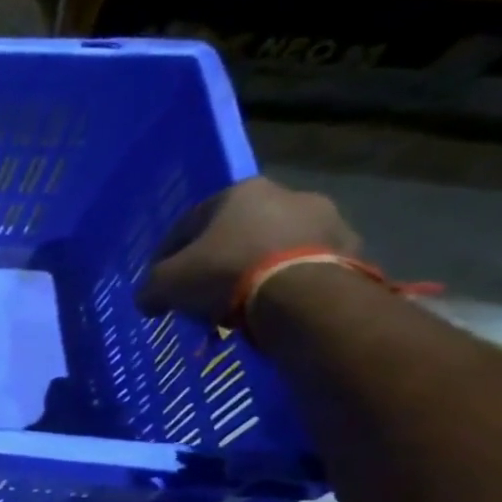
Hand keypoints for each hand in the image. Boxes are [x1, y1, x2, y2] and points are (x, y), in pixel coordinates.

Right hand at [135, 176, 360, 325]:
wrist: (302, 296)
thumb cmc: (225, 273)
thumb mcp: (166, 283)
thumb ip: (151, 287)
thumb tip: (148, 299)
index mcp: (242, 191)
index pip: (191, 221)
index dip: (169, 253)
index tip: (161, 281)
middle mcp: (289, 195)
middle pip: (239, 232)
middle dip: (220, 260)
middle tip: (203, 291)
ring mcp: (329, 221)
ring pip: (276, 249)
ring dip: (257, 271)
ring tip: (238, 305)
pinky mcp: (353, 252)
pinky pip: (305, 270)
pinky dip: (287, 286)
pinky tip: (270, 310)